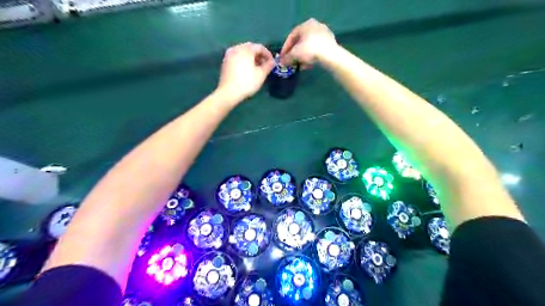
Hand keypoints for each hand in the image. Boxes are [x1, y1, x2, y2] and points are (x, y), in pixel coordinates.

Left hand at [216, 41, 274, 103]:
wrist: (228, 92)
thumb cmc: (247, 83)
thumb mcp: (261, 75)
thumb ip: (268, 66)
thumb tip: (272, 62)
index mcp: (246, 49)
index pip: (260, 47)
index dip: (268, 54)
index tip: (272, 63)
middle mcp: (236, 48)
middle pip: (250, 48)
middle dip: (259, 55)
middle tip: (265, 65)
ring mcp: (229, 55)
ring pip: (243, 52)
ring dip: (251, 58)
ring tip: (257, 68)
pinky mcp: (225, 62)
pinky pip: (237, 57)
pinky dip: (244, 60)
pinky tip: (247, 69)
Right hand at [281, 18, 336, 66]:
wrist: (330, 55)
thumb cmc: (310, 50)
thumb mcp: (295, 54)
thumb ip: (287, 58)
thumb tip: (281, 62)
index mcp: (306, 24)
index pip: (291, 36)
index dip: (285, 48)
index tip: (283, 58)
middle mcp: (315, 26)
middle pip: (301, 41)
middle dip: (295, 53)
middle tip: (291, 62)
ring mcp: (324, 34)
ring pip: (309, 46)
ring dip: (302, 57)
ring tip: (299, 66)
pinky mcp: (330, 43)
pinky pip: (316, 50)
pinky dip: (311, 57)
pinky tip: (308, 66)